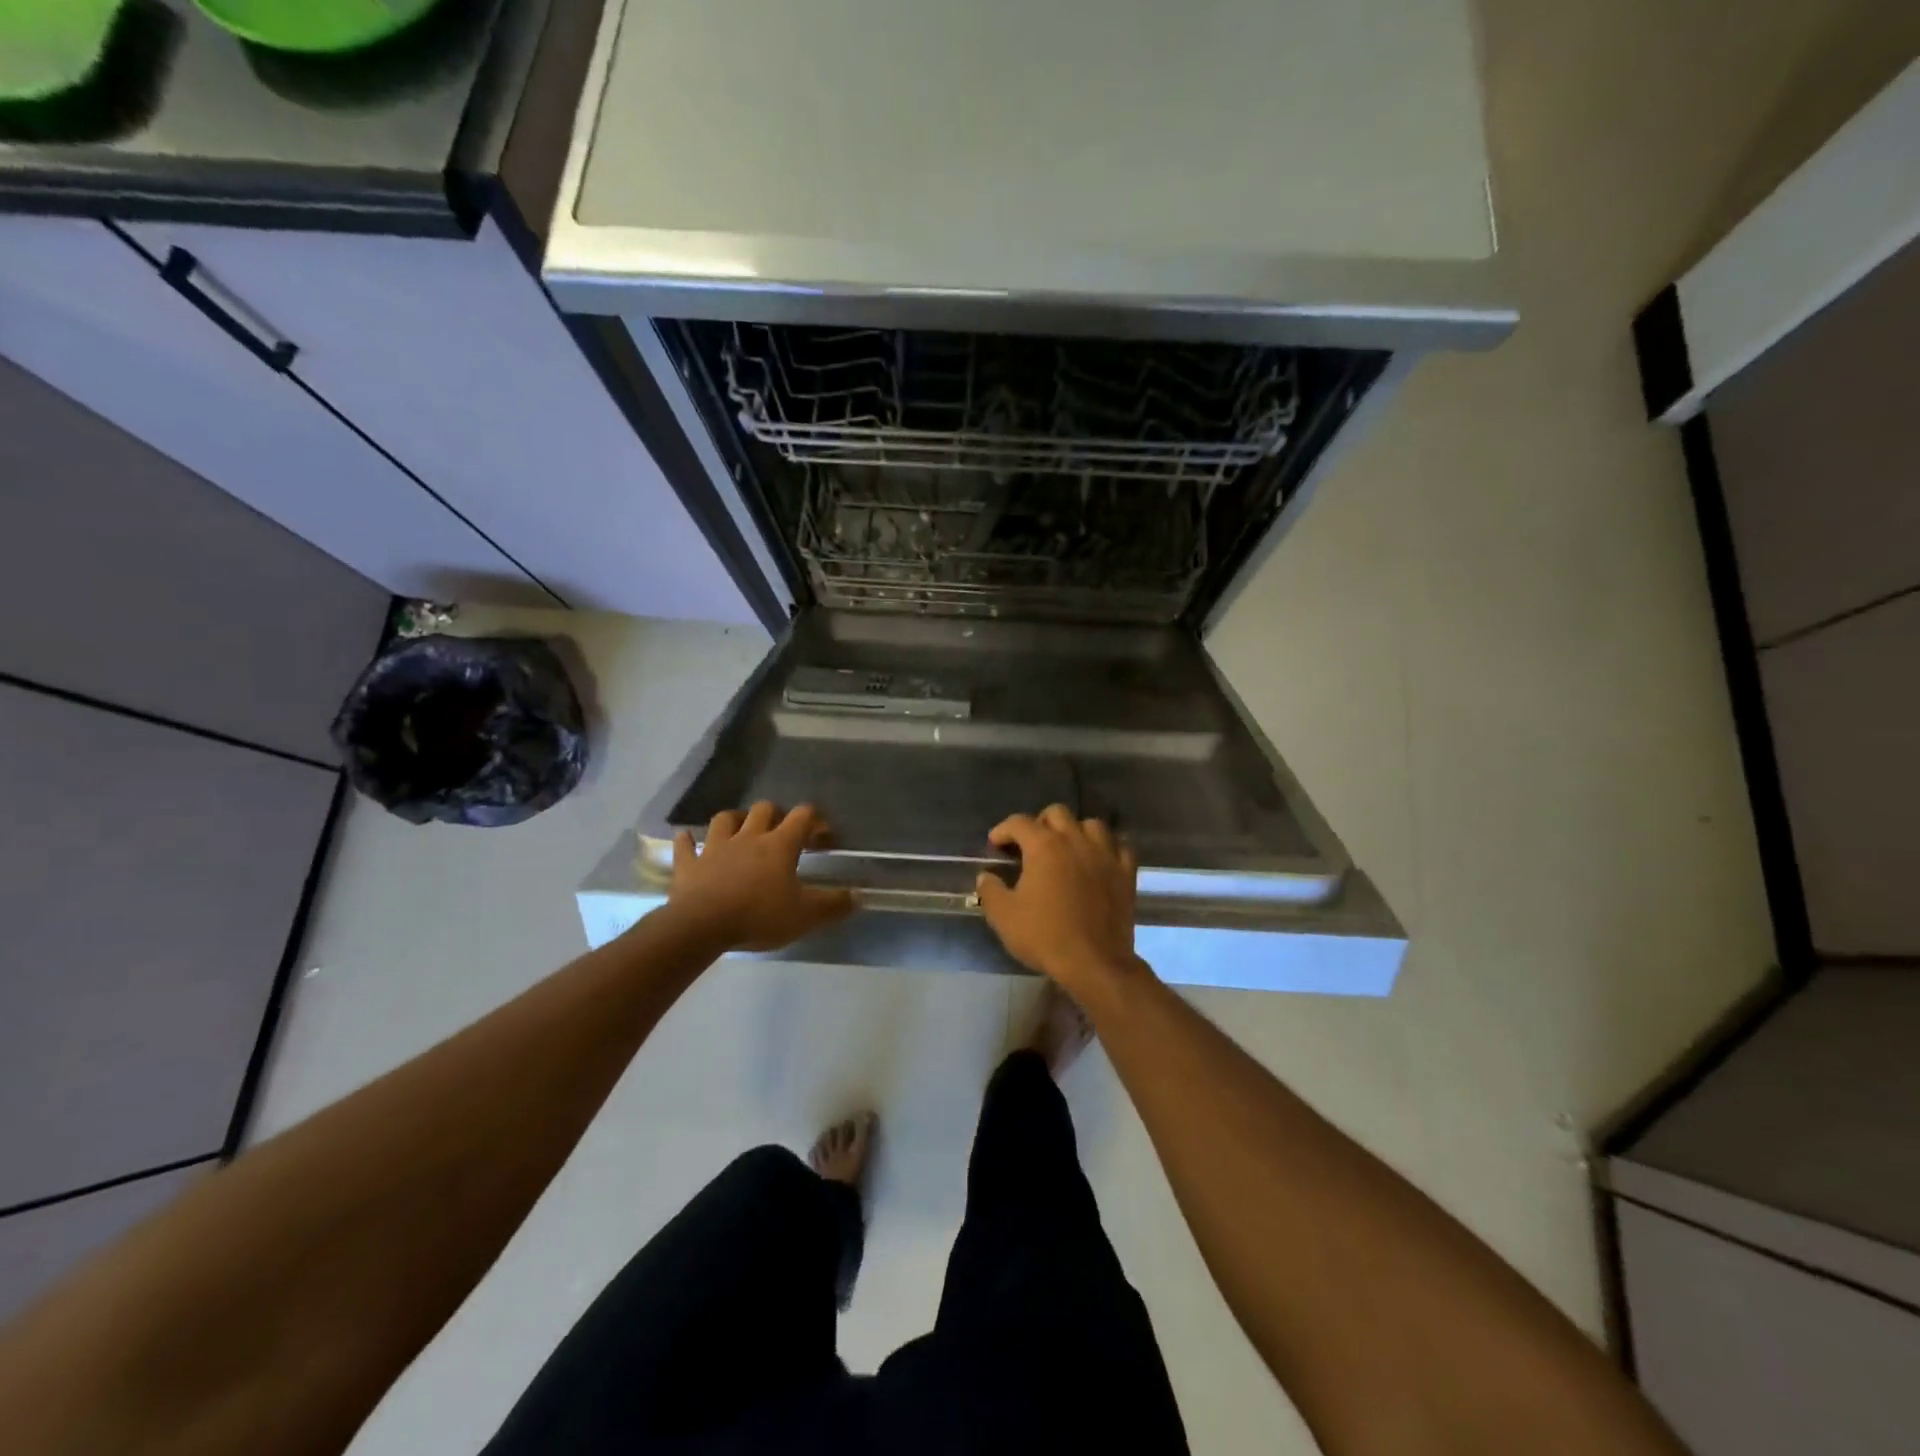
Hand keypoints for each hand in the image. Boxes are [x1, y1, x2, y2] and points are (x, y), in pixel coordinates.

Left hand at [669, 802, 852, 951]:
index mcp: (779, 845)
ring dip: (735, 820)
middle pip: (764, 809)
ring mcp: (715, 847)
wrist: (701, 926)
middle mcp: (749, 837)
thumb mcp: (805, 915)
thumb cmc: (759, 916)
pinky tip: (687, 839)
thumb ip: (833, 905)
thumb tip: (857, 897)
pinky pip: (685, 846)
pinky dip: (687, 841)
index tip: (823, 837)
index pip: (803, 816)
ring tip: (741, 830)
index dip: (816, 821)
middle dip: (776, 815)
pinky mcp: (689, 864)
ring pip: (725, 819)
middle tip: (782, 833)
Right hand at [975, 805, 1142, 996]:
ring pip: (1092, 824)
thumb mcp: (1004, 916)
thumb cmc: (1045, 936)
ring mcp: (1105, 855)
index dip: (1003, 830)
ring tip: (1067, 848)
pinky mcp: (1126, 873)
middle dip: (1040, 823)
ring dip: (1076, 830)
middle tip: (1030, 845)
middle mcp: (1076, 840)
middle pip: (1057, 813)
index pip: (1019, 823)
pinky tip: (1099, 860)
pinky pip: (1120, 847)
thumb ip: (990, 890)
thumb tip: (986, 876)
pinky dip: (1108, 848)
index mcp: (1044, 846)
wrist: (1094, 962)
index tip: (995, 844)